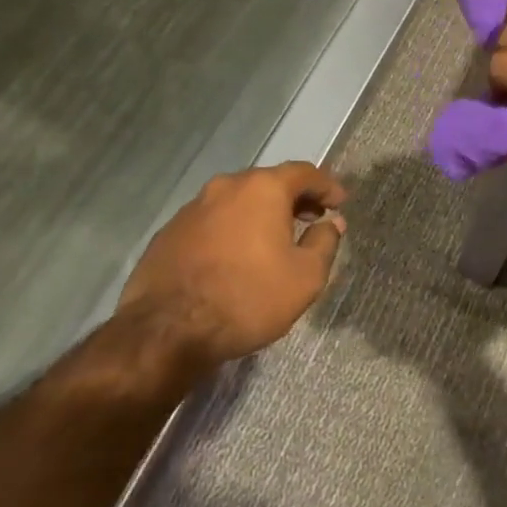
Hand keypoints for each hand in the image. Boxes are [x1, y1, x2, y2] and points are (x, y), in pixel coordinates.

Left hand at [118, 162, 345, 360]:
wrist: (166, 333)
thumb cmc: (248, 298)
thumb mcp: (305, 276)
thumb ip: (325, 242)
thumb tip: (331, 222)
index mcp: (263, 189)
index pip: (304, 173)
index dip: (327, 186)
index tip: (339, 203)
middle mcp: (226, 187)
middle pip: (268, 182)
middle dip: (293, 198)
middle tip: (310, 219)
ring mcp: (192, 209)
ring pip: (236, 201)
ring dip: (259, 214)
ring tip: (272, 240)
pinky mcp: (168, 233)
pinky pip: (211, 222)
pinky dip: (230, 230)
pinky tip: (235, 258)